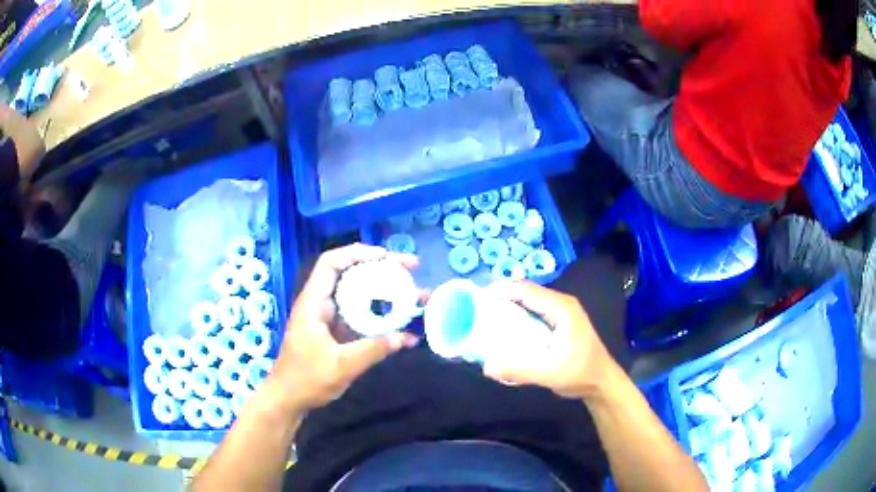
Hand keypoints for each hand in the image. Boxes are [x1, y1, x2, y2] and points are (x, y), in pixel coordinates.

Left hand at [263, 244, 418, 414]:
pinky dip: (381, 318)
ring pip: (359, 296)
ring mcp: (329, 319)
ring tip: (415, 295)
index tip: (385, 257)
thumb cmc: (306, 380)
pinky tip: (404, 327)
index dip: (357, 253)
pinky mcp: (336, 334)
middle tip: (410, 269)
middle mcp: (321, 305)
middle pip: (351, 275)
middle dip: (381, 269)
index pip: (331, 263)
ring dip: (386, 294)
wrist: (288, 400)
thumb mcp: (341, 366)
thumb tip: (405, 337)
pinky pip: (361, 318)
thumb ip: (373, 350)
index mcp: (314, 303)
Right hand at [481, 281, 620, 401]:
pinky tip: (505, 325)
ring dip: (509, 304)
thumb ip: (519, 370)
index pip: (527, 291)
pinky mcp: (560, 321)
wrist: (602, 382)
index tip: (477, 297)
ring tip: (485, 313)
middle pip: (527, 292)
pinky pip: (534, 310)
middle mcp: (562, 304)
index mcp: (562, 309)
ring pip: (530, 300)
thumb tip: (486, 367)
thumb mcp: (550, 374)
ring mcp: (562, 311)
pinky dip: (518, 313)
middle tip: (476, 307)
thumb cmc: (580, 374)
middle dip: (502, 296)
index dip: (502, 291)